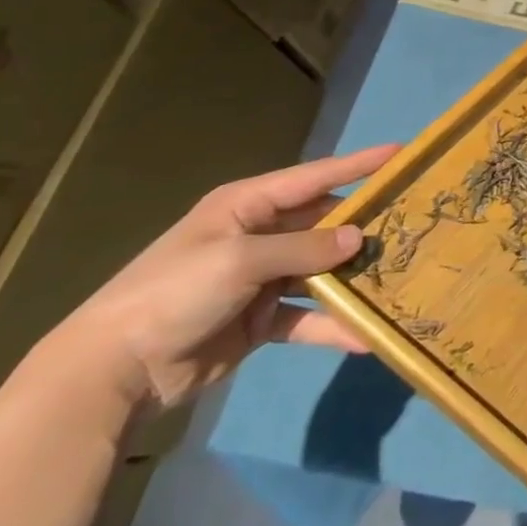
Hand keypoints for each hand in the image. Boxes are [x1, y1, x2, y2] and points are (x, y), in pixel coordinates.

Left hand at [45, 144, 398, 411]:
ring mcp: (260, 278)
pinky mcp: (260, 319)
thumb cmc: (175, 293)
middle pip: (324, 223)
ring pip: (321, 269)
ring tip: (399, 276)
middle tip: (413, 223)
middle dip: (363, 226)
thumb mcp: (240, 260)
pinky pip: (307, 315)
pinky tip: (364, 336)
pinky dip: (332, 324)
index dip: (358, 165)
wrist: (113, 372)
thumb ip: (304, 248)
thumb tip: (359, 237)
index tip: (400, 153)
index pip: (314, 177)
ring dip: (352, 277)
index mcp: (247, 205)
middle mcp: (258, 235)